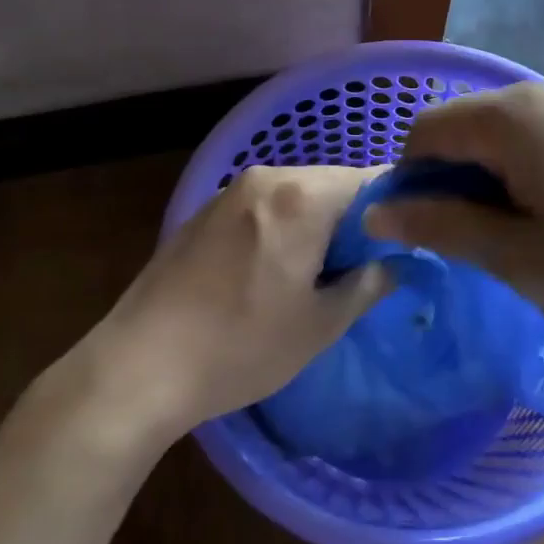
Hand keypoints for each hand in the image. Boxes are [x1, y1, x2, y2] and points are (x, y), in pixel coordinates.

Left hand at [82, 166, 390, 440]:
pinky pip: (262, 206)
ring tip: (319, 273)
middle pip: (331, 183)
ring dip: (316, 223)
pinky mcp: (202, 213)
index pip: (370, 181)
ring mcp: (228, 192)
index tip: (404, 243)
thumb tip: (395, 264)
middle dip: (354, 219)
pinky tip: (272, 271)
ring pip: (295, 194)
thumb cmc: (241, 346)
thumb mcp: (319, 324)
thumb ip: (367, 285)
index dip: (394, 210)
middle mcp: (265, 178)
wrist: (139, 365)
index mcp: (301, 196)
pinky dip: (281, 226)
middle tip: (364, 267)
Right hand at [365, 80, 543, 376]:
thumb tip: (376, 213)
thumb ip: (443, 226)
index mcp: (521, 115)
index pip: (429, 130)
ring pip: (517, 137)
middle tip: (477, 252)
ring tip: (526, 247)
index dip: (410, 181)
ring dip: (498, 184)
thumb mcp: (522, 260)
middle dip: (456, 183)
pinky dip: (539, 178)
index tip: (425, 237)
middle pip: (474, 127)